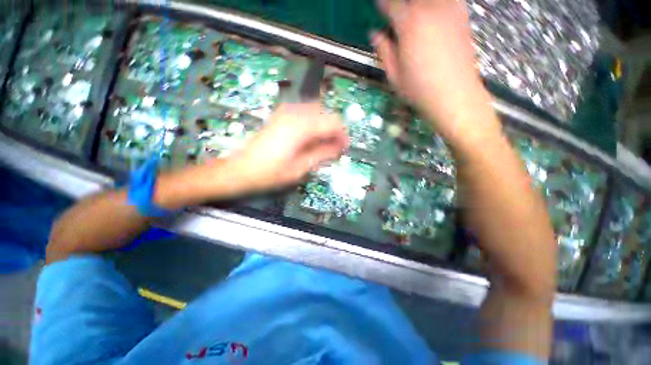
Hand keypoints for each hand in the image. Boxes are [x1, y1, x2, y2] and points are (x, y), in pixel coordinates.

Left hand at [226, 102, 348, 192]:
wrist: (240, 169)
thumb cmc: (269, 173)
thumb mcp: (300, 168)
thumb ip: (322, 155)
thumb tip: (339, 148)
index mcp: (301, 127)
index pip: (333, 122)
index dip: (342, 135)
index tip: (344, 148)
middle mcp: (294, 113)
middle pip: (326, 113)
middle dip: (334, 130)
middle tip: (335, 148)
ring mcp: (286, 111)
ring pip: (316, 111)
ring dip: (324, 126)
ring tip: (324, 145)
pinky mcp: (281, 115)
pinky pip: (304, 113)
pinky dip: (313, 123)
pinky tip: (310, 138)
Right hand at [372, 0, 496, 140]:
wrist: (454, 95)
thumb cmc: (419, 89)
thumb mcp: (394, 75)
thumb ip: (384, 51)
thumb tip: (375, 35)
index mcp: (409, 24)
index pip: (391, 5)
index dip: (383, 5)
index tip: (379, 7)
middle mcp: (429, 10)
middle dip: (401, 4)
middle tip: (398, 14)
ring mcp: (449, 10)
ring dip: (419, 5)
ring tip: (414, 15)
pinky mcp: (462, 16)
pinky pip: (449, 1)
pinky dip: (438, 5)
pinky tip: (433, 13)